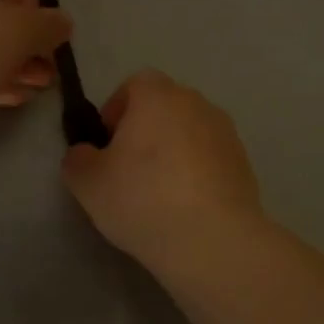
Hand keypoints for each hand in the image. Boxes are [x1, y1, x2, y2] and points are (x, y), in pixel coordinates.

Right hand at [61, 70, 263, 265]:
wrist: (213, 239)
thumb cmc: (142, 199)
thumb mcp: (87, 182)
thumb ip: (78, 158)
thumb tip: (86, 153)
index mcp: (158, 96)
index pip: (134, 85)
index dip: (116, 110)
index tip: (107, 145)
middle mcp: (196, 103)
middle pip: (165, 107)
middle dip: (146, 131)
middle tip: (129, 170)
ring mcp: (226, 133)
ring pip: (190, 133)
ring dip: (174, 152)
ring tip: (160, 193)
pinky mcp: (244, 164)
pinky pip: (211, 159)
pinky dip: (197, 173)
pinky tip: (186, 208)